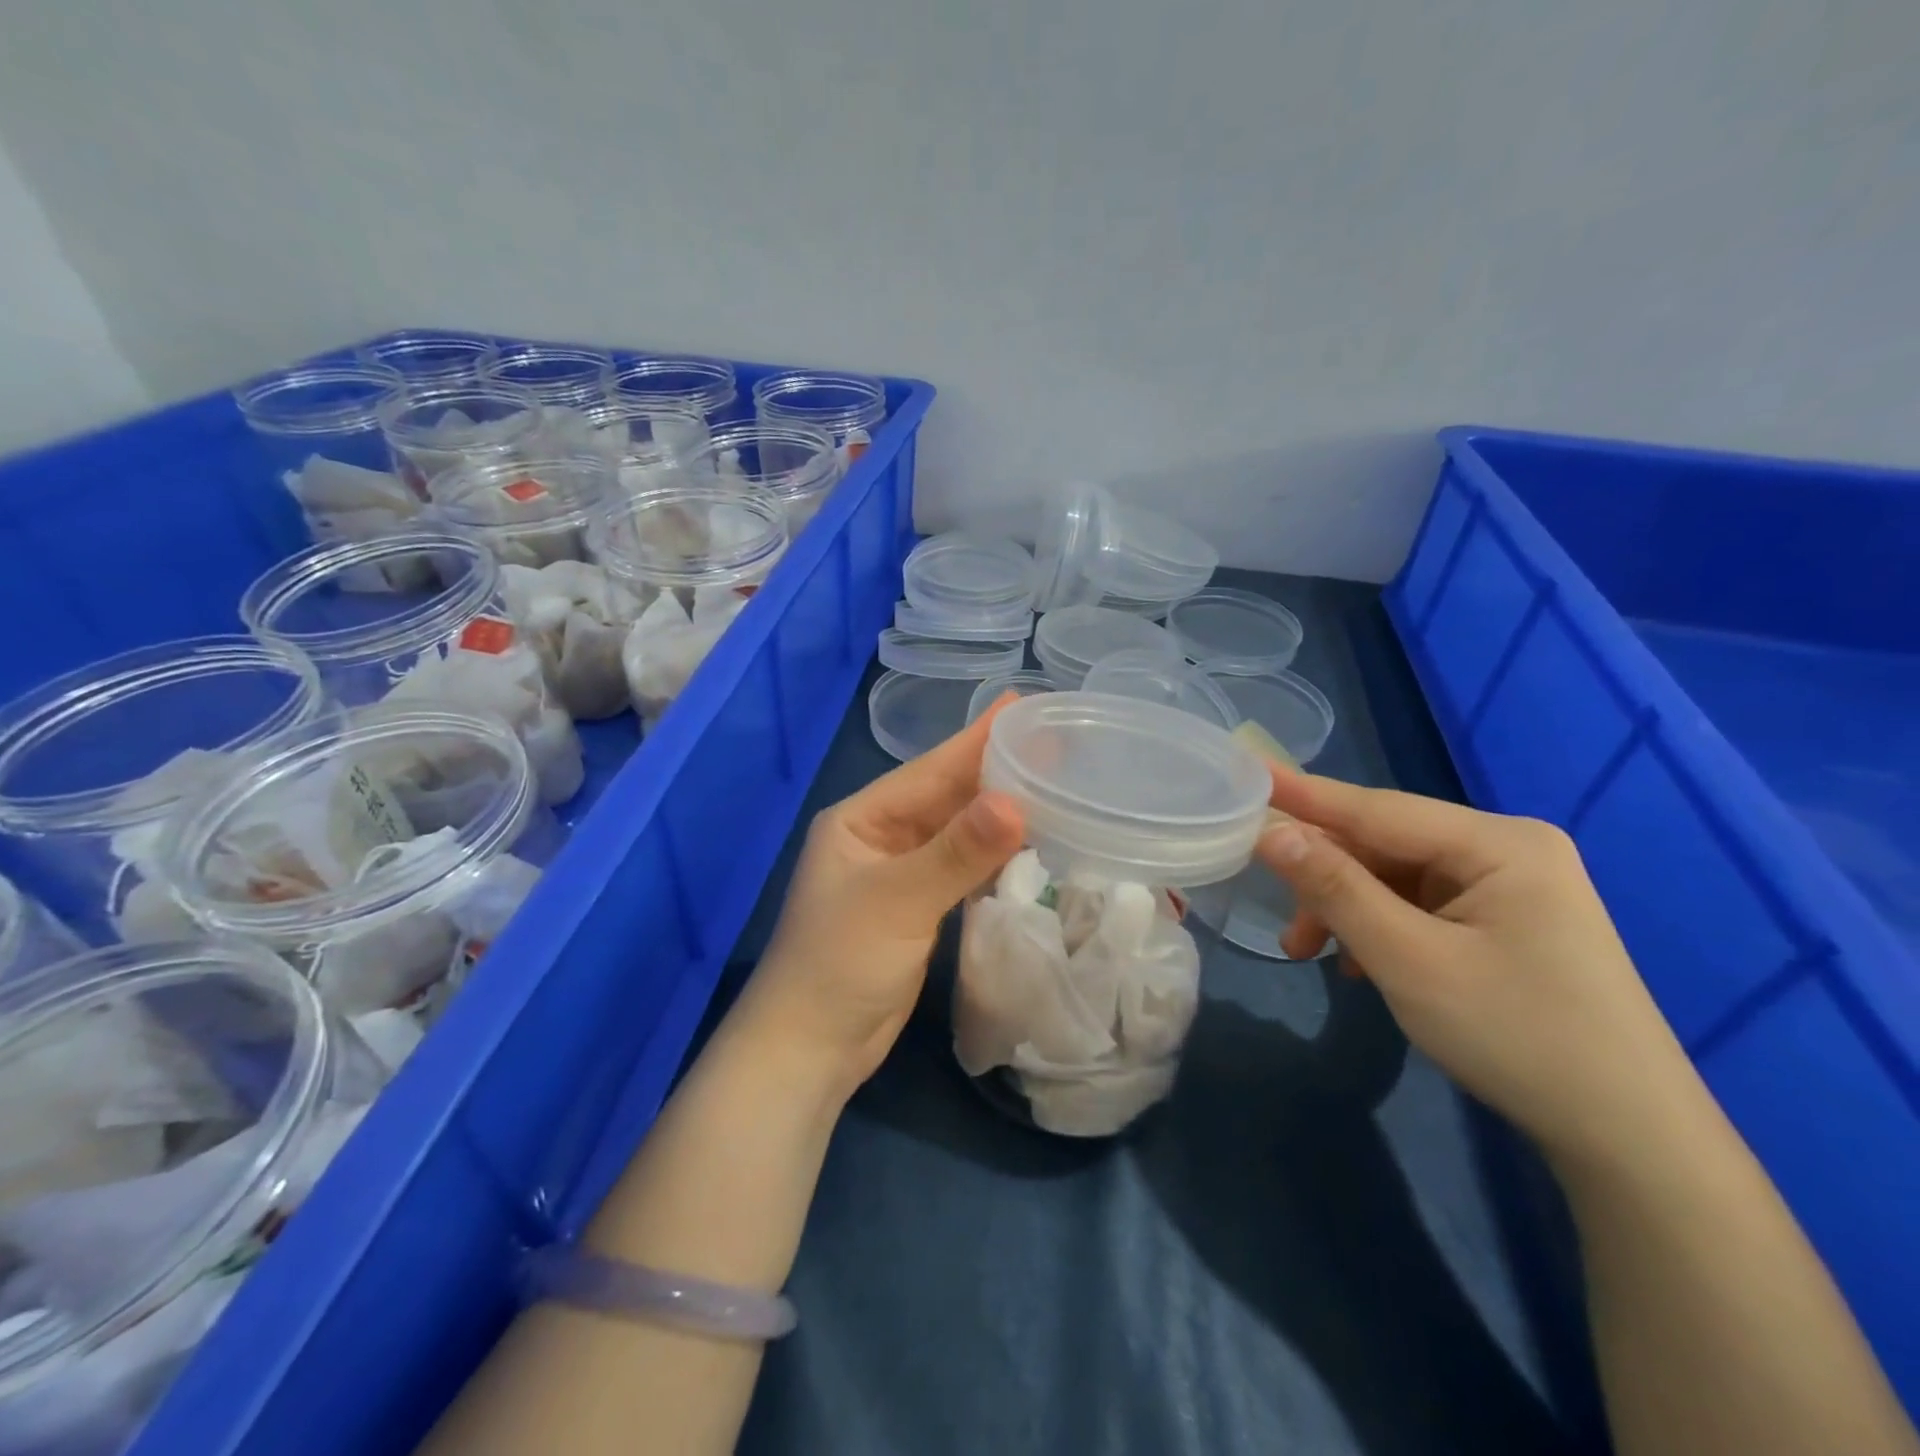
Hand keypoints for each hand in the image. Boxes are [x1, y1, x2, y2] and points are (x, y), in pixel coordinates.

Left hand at [743, 703, 1025, 1090]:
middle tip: (1054, 743)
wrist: (811, 1049)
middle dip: (996, 772)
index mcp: (862, 819)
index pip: (930, 770)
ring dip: (1000, 813)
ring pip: (959, 833)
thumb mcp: (898, 900)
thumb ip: (957, 851)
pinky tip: (1031, 843)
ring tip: (1054, 785)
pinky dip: (994, 856)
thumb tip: (1016, 802)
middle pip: (948, 797)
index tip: (1022, 705)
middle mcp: (881, 837)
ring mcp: (901, 874)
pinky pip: (963, 869)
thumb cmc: (840, 963)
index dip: (977, 739)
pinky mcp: (919, 909)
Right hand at [1254, 770, 1700, 1166]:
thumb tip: (1272, 832)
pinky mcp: (1505, 920)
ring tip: (1309, 951)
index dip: (1305, 795)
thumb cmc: (1517, 1038)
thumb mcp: (1408, 960)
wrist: (1630, 1140)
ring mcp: (1510, 886)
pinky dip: (1379, 926)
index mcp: (1499, 843)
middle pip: (1386, 844)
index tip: (1247, 773)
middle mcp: (1507, 849)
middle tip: (1279, 914)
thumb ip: (1336, 888)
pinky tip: (1358, 963)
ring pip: (1396, 877)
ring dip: (1347, 909)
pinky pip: (1419, 904)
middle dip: (1326, 878)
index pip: (1377, 808)